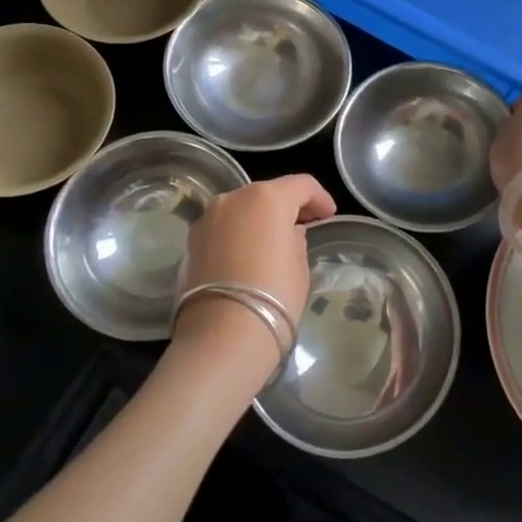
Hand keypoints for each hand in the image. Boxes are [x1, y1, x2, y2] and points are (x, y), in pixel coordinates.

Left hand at [172, 175, 336, 379]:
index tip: (329, 216)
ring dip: (260, 219)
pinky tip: (248, 255)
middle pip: (268, 192)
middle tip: (305, 226)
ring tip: (274, 241)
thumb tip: (288, 233)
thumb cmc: (275, 295)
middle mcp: (233, 198)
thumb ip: (296, 239)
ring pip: (242, 208)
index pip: (302, 185)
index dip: (320, 198)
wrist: (223, 336)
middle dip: (288, 206)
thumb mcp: (300, 265)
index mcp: (267, 197)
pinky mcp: (192, 241)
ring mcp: (208, 218)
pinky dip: (238, 233)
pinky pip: (223, 227)